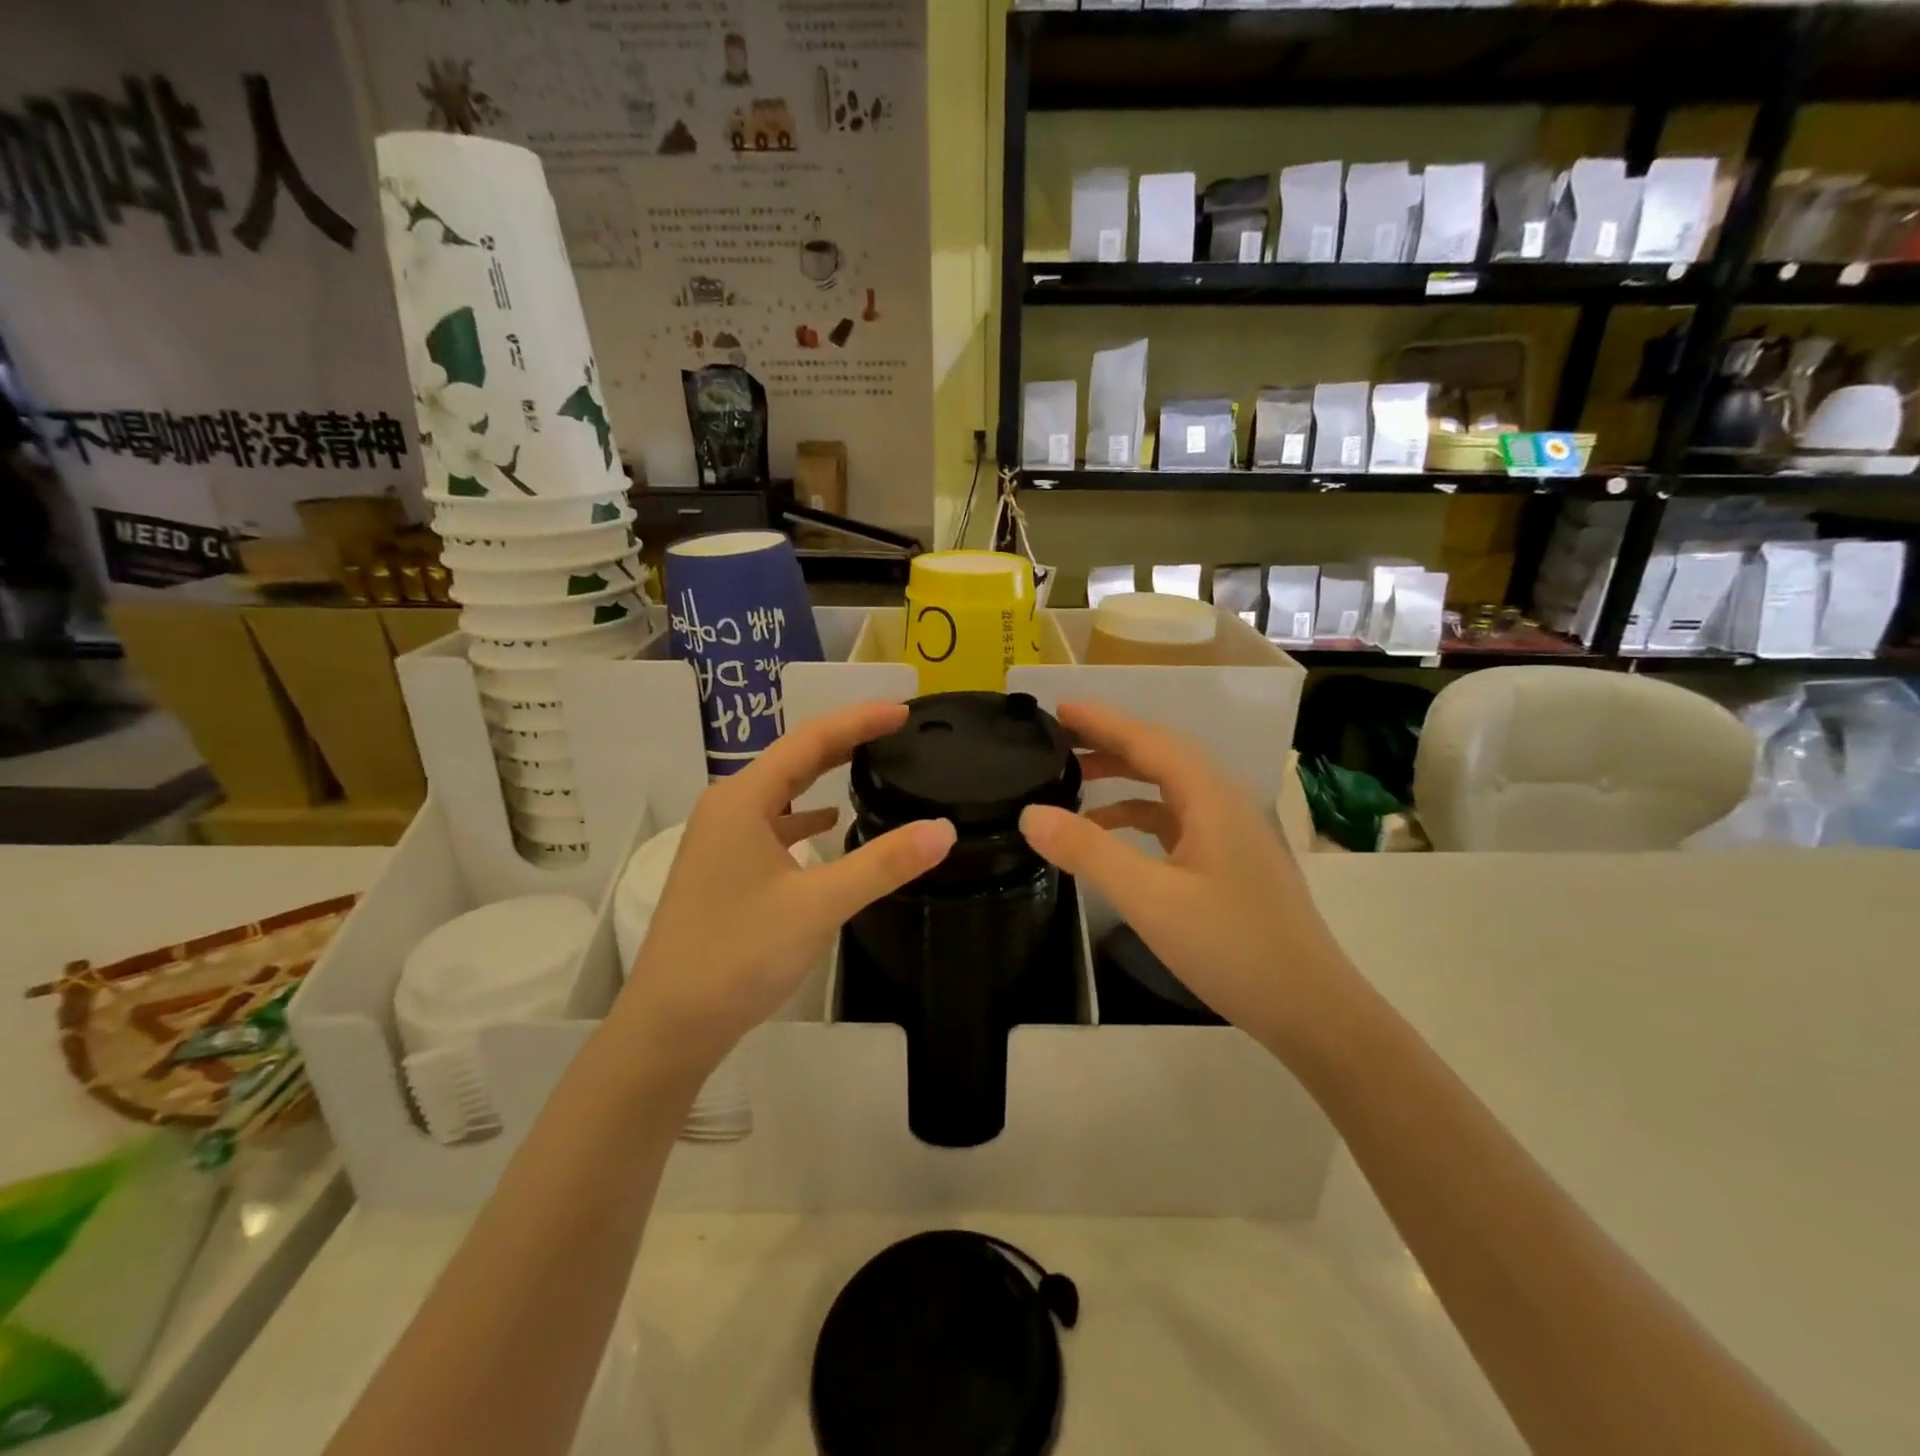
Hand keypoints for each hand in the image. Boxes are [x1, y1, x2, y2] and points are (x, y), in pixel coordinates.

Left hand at [616, 701, 955, 1076]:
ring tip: (869, 763)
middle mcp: (728, 807)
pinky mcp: (723, 868)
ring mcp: (721, 839)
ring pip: (782, 791)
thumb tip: (943, 829)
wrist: (670, 1024)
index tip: (904, 710)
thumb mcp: (819, 905)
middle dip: (844, 739)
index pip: (810, 740)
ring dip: (823, 775)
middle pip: (794, 759)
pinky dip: (804, 816)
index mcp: (743, 799)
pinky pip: (773, 824)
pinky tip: (828, 824)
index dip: (859, 720)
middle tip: (895, 728)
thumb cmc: (739, 954)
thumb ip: (883, 863)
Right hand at [1018, 701, 1349, 1050]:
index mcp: (1210, 797)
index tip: (1058, 708)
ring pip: (1169, 789)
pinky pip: (1176, 820)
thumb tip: (1031, 813)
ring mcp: (1230, 834)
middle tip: (1058, 741)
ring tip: (1075, 781)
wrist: (1310, 1009)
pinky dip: (1139, 816)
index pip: (1149, 740)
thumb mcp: (1150, 899)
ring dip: (1123, 779)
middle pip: (1160, 756)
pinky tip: (1111, 834)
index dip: (1102, 722)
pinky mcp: (1229, 862)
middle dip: (1109, 743)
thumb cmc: (1232, 947)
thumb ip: (1089, 851)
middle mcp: (1224, 803)